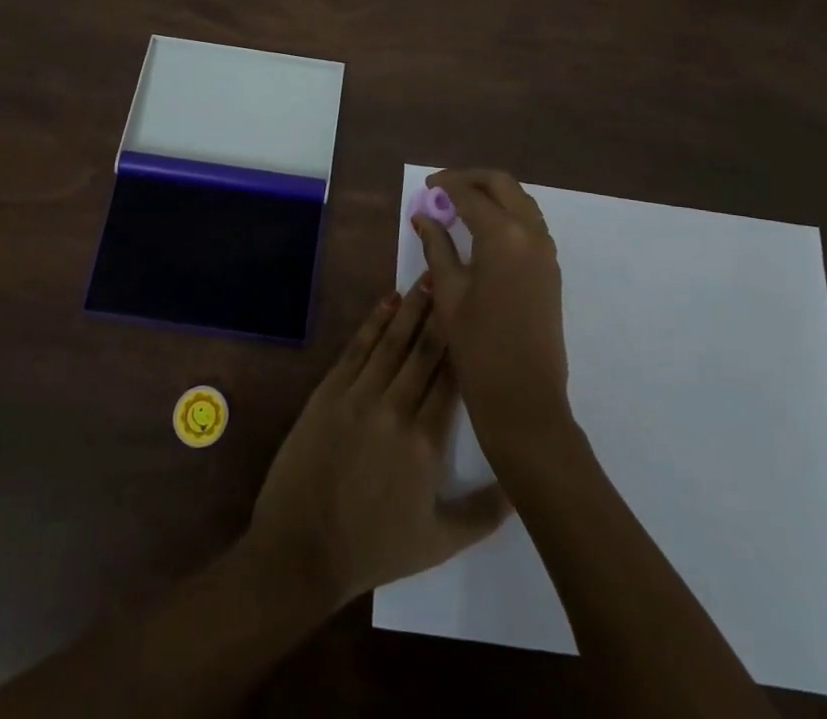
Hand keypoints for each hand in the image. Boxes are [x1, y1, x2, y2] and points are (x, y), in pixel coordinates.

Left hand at [246, 284, 510, 606]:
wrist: (302, 549)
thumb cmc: (374, 548)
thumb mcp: (440, 542)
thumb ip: (485, 512)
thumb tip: (523, 483)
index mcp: (426, 443)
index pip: (452, 380)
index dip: (464, 343)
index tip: (477, 313)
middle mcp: (395, 409)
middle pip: (424, 351)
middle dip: (440, 313)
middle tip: (453, 278)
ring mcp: (358, 396)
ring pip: (392, 341)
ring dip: (411, 308)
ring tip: (427, 278)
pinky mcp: (329, 391)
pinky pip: (357, 348)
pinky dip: (374, 322)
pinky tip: (388, 301)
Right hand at [412, 169, 569, 452]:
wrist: (525, 400)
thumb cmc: (478, 348)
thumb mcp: (448, 293)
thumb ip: (437, 247)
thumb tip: (422, 216)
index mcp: (503, 235)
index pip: (470, 193)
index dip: (445, 185)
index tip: (426, 186)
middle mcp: (530, 233)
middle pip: (502, 185)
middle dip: (472, 179)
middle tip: (443, 189)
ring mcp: (546, 251)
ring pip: (520, 201)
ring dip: (492, 194)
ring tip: (461, 207)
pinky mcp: (551, 268)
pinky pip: (530, 223)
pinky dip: (507, 213)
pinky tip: (483, 231)